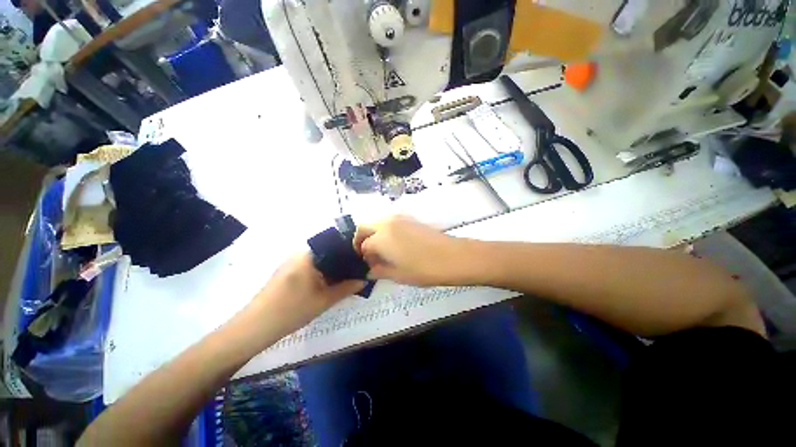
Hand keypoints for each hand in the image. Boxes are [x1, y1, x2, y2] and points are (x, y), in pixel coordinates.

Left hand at [251, 253, 363, 334]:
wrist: (254, 328)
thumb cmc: (291, 310)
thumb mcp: (324, 300)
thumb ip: (347, 287)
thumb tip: (364, 279)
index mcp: (308, 255)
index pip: (336, 245)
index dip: (351, 252)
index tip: (362, 261)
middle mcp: (299, 253)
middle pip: (329, 252)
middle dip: (343, 262)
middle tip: (357, 272)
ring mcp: (292, 262)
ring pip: (320, 260)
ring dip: (333, 269)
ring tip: (346, 278)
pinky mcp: (288, 272)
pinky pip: (311, 267)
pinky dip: (322, 273)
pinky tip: (329, 284)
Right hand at [353, 215, 463, 285]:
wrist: (453, 256)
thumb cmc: (423, 269)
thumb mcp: (398, 275)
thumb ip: (379, 271)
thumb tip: (369, 269)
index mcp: (381, 237)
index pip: (364, 245)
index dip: (364, 257)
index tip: (369, 266)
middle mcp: (387, 223)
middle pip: (364, 226)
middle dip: (360, 239)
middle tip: (367, 254)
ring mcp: (399, 218)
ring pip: (376, 221)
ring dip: (372, 233)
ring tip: (381, 250)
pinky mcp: (410, 218)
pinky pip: (389, 221)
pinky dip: (384, 230)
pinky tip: (394, 243)